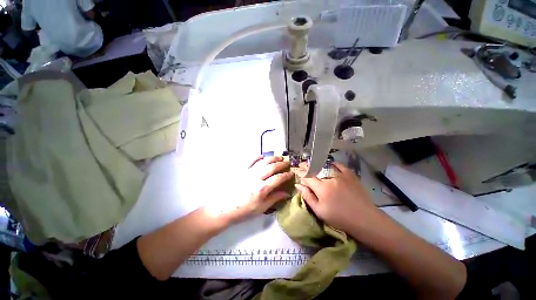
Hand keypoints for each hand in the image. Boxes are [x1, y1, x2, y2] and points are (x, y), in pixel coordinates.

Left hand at [221, 156, 293, 223]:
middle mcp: (256, 177)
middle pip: (272, 167)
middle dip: (281, 164)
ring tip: (278, 157)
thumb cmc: (244, 211)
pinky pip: (250, 161)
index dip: (286, 175)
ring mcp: (248, 172)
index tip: (291, 173)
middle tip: (287, 162)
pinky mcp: (241, 170)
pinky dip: (257, 157)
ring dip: (272, 158)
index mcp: (262, 188)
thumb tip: (286, 193)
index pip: (278, 178)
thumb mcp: (261, 208)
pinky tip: (262, 156)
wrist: (224, 208)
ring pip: (263, 162)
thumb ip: (274, 198)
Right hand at [294, 162, 378, 232]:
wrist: (363, 219)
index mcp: (321, 188)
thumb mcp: (319, 211)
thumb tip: (298, 185)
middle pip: (315, 169)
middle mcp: (330, 178)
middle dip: (307, 166)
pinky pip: (339, 165)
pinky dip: (332, 163)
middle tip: (301, 164)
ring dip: (317, 164)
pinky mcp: (350, 175)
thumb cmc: (339, 217)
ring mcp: (341, 175)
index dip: (300, 172)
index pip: (307, 176)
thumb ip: (308, 196)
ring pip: (325, 165)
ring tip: (312, 163)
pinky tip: (329, 164)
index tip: (296, 170)